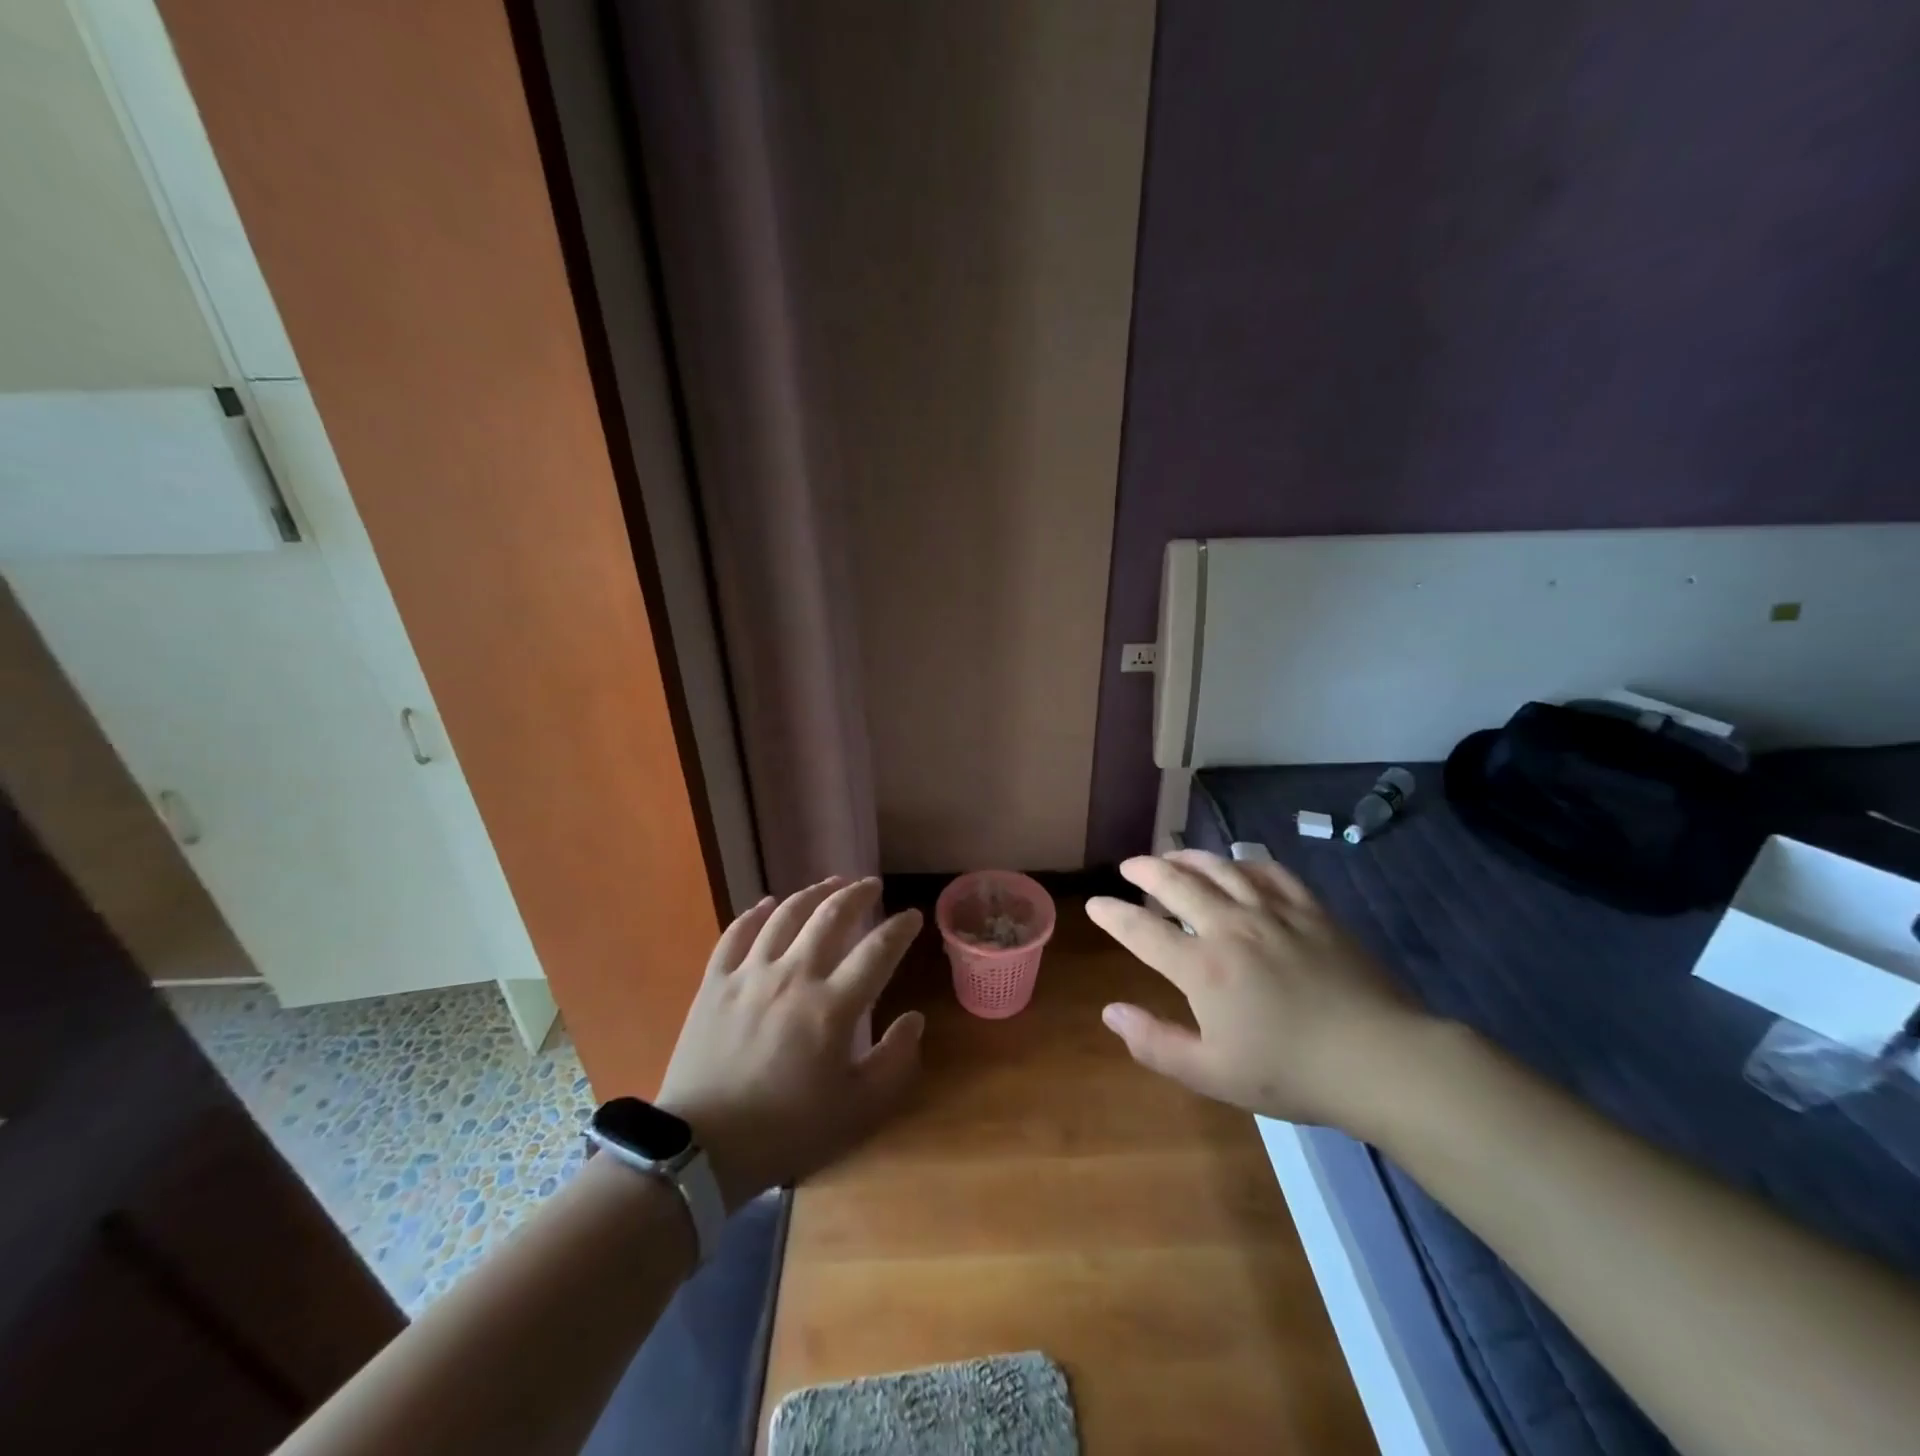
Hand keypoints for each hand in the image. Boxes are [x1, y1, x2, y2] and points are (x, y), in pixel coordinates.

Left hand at [656, 877, 924, 1210]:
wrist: (701, 1149)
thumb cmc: (787, 1131)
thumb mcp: (858, 1110)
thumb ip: (895, 1061)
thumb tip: (913, 1019)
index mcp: (833, 1006)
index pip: (878, 950)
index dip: (900, 928)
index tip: (912, 915)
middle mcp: (794, 975)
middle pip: (831, 916)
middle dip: (857, 894)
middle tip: (872, 885)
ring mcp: (750, 974)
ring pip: (785, 915)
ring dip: (813, 893)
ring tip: (830, 883)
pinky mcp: (715, 982)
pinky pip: (736, 933)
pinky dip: (755, 913)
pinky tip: (767, 904)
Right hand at [1086, 851, 1425, 1130]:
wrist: (1380, 1060)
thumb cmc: (1291, 1073)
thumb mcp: (1212, 1074)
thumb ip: (1155, 1043)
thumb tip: (1110, 1013)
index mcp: (1202, 967)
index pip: (1142, 930)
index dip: (1113, 915)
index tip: (1095, 905)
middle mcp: (1230, 926)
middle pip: (1176, 883)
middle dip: (1145, 870)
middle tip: (1129, 866)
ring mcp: (1272, 912)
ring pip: (1220, 868)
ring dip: (1188, 857)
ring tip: (1171, 856)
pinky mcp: (1310, 909)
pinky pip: (1269, 871)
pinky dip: (1244, 862)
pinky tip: (1237, 865)